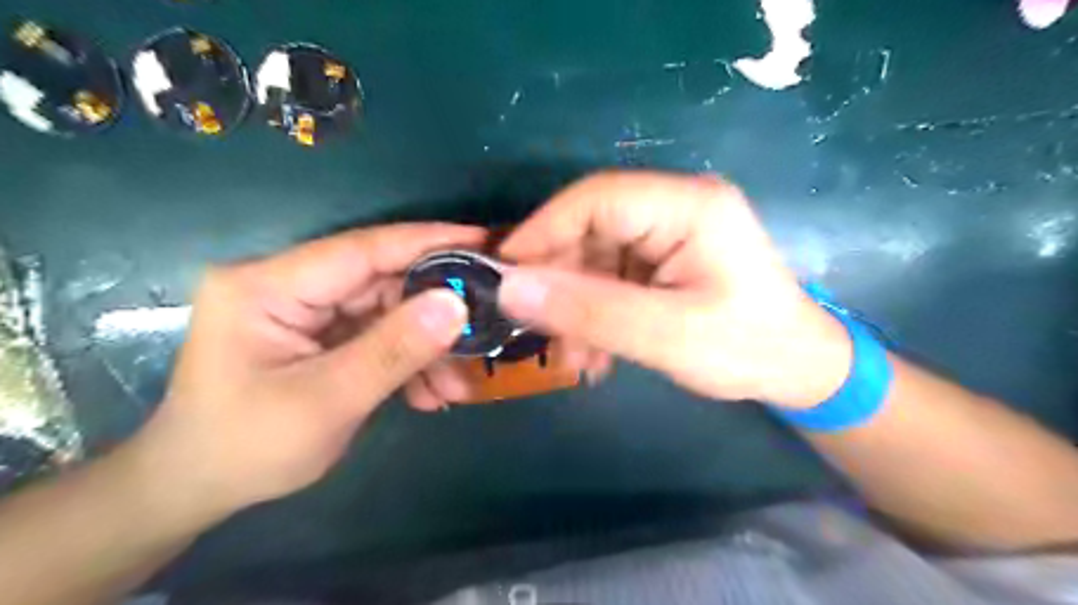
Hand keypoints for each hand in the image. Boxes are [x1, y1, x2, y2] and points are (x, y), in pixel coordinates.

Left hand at [126, 225, 479, 517]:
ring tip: (454, 388)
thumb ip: (393, 350)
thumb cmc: (247, 448)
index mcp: (269, 286)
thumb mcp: (327, 401)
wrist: (199, 489)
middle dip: (434, 315)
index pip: (361, 250)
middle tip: (481, 334)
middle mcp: (289, 285)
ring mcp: (308, 310)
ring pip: (388, 311)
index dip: (426, 242)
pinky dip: (408, 362)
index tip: (483, 241)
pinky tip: (429, 394)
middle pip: (382, 282)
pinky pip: (379, 335)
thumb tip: (457, 304)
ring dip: (426, 348)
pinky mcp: (323, 333)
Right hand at [495, 172, 849, 408]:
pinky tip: (594, 355)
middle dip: (560, 283)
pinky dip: (594, 314)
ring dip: (575, 307)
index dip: (542, 232)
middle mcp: (675, 207)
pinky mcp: (662, 260)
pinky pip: (610, 278)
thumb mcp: (665, 336)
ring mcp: (668, 233)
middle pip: (589, 228)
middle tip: (538, 332)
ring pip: (594, 258)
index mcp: (688, 206)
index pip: (595, 198)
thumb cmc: (747, 348)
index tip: (505, 276)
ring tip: (573, 359)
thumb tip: (509, 289)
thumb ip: (587, 311)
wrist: (799, 370)